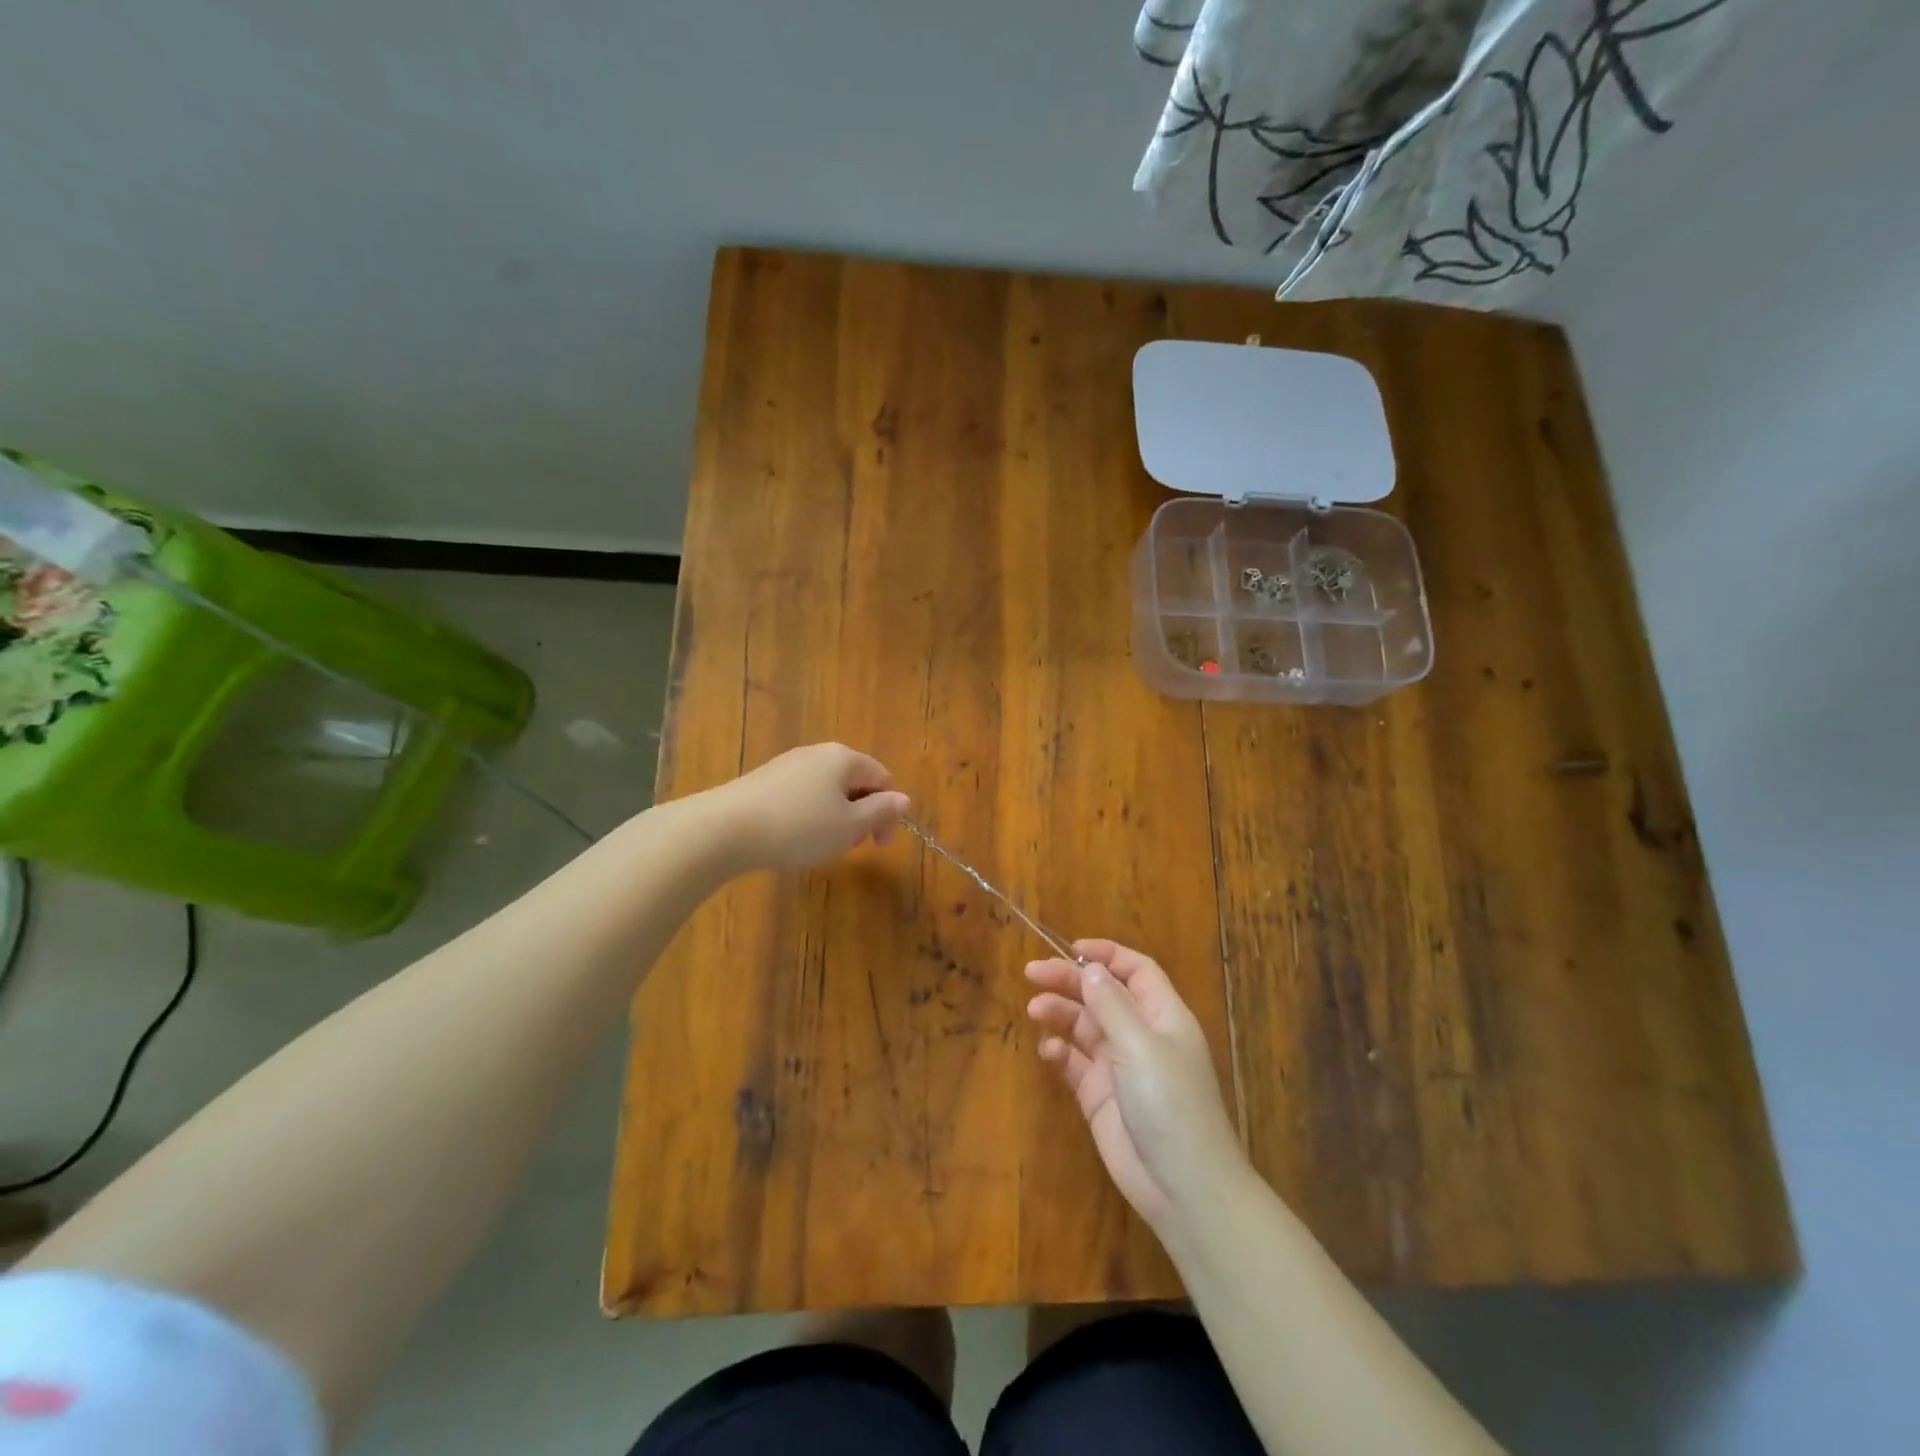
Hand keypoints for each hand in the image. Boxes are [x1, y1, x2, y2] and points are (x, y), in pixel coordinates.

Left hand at [710, 743, 909, 871]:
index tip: (878, 845)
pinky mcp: (764, 780)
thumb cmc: (798, 827)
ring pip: (827, 789)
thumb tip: (903, 799)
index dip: (888, 812)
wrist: (725, 829)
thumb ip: (880, 811)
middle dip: (861, 814)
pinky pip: (801, 794)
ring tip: (821, 845)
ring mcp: (788, 764)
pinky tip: (793, 837)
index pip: (882, 778)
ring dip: (835, 816)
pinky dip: (808, 815)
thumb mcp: (849, 826)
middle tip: (850, 846)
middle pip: (854, 781)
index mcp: (844, 758)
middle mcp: (817, 753)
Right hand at [1026, 939, 1243, 1230]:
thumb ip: (1112, 1005)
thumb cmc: (1170, 1104)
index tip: (1070, 948)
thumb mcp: (1141, 1046)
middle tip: (1032, 972)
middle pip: (1102, 994)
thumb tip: (1090, 969)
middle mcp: (1141, 1035)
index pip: (1136, 971)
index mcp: (1163, 1016)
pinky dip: (1060, 1051)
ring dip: (1061, 1013)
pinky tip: (1049, 1050)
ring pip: (1085, 1026)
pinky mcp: (1100, 1097)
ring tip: (1036, 1010)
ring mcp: (1119, 1067)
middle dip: (1070, 980)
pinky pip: (1075, 1063)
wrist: (1183, 1187)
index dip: (1107, 954)